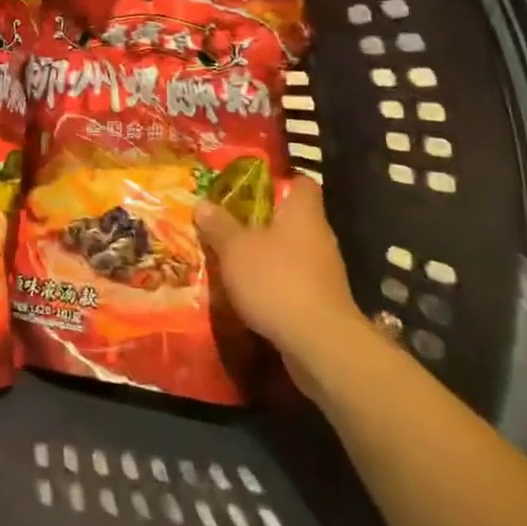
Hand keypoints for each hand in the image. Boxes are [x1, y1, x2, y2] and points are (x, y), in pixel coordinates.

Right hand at [195, 175, 373, 391]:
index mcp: (303, 214)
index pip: (301, 184)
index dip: (278, 180)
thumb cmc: (277, 280)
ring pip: (290, 252)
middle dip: (261, 221)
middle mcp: (319, 238)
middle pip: (291, 219)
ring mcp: (324, 272)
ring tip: (230, 258)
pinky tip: (247, 292)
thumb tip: (203, 203)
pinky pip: (292, 281)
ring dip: (264, 255)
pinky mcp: (321, 303)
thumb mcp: (235, 248)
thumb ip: (218, 225)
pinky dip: (272, 283)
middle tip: (227, 221)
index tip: (250, 186)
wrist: (320, 345)